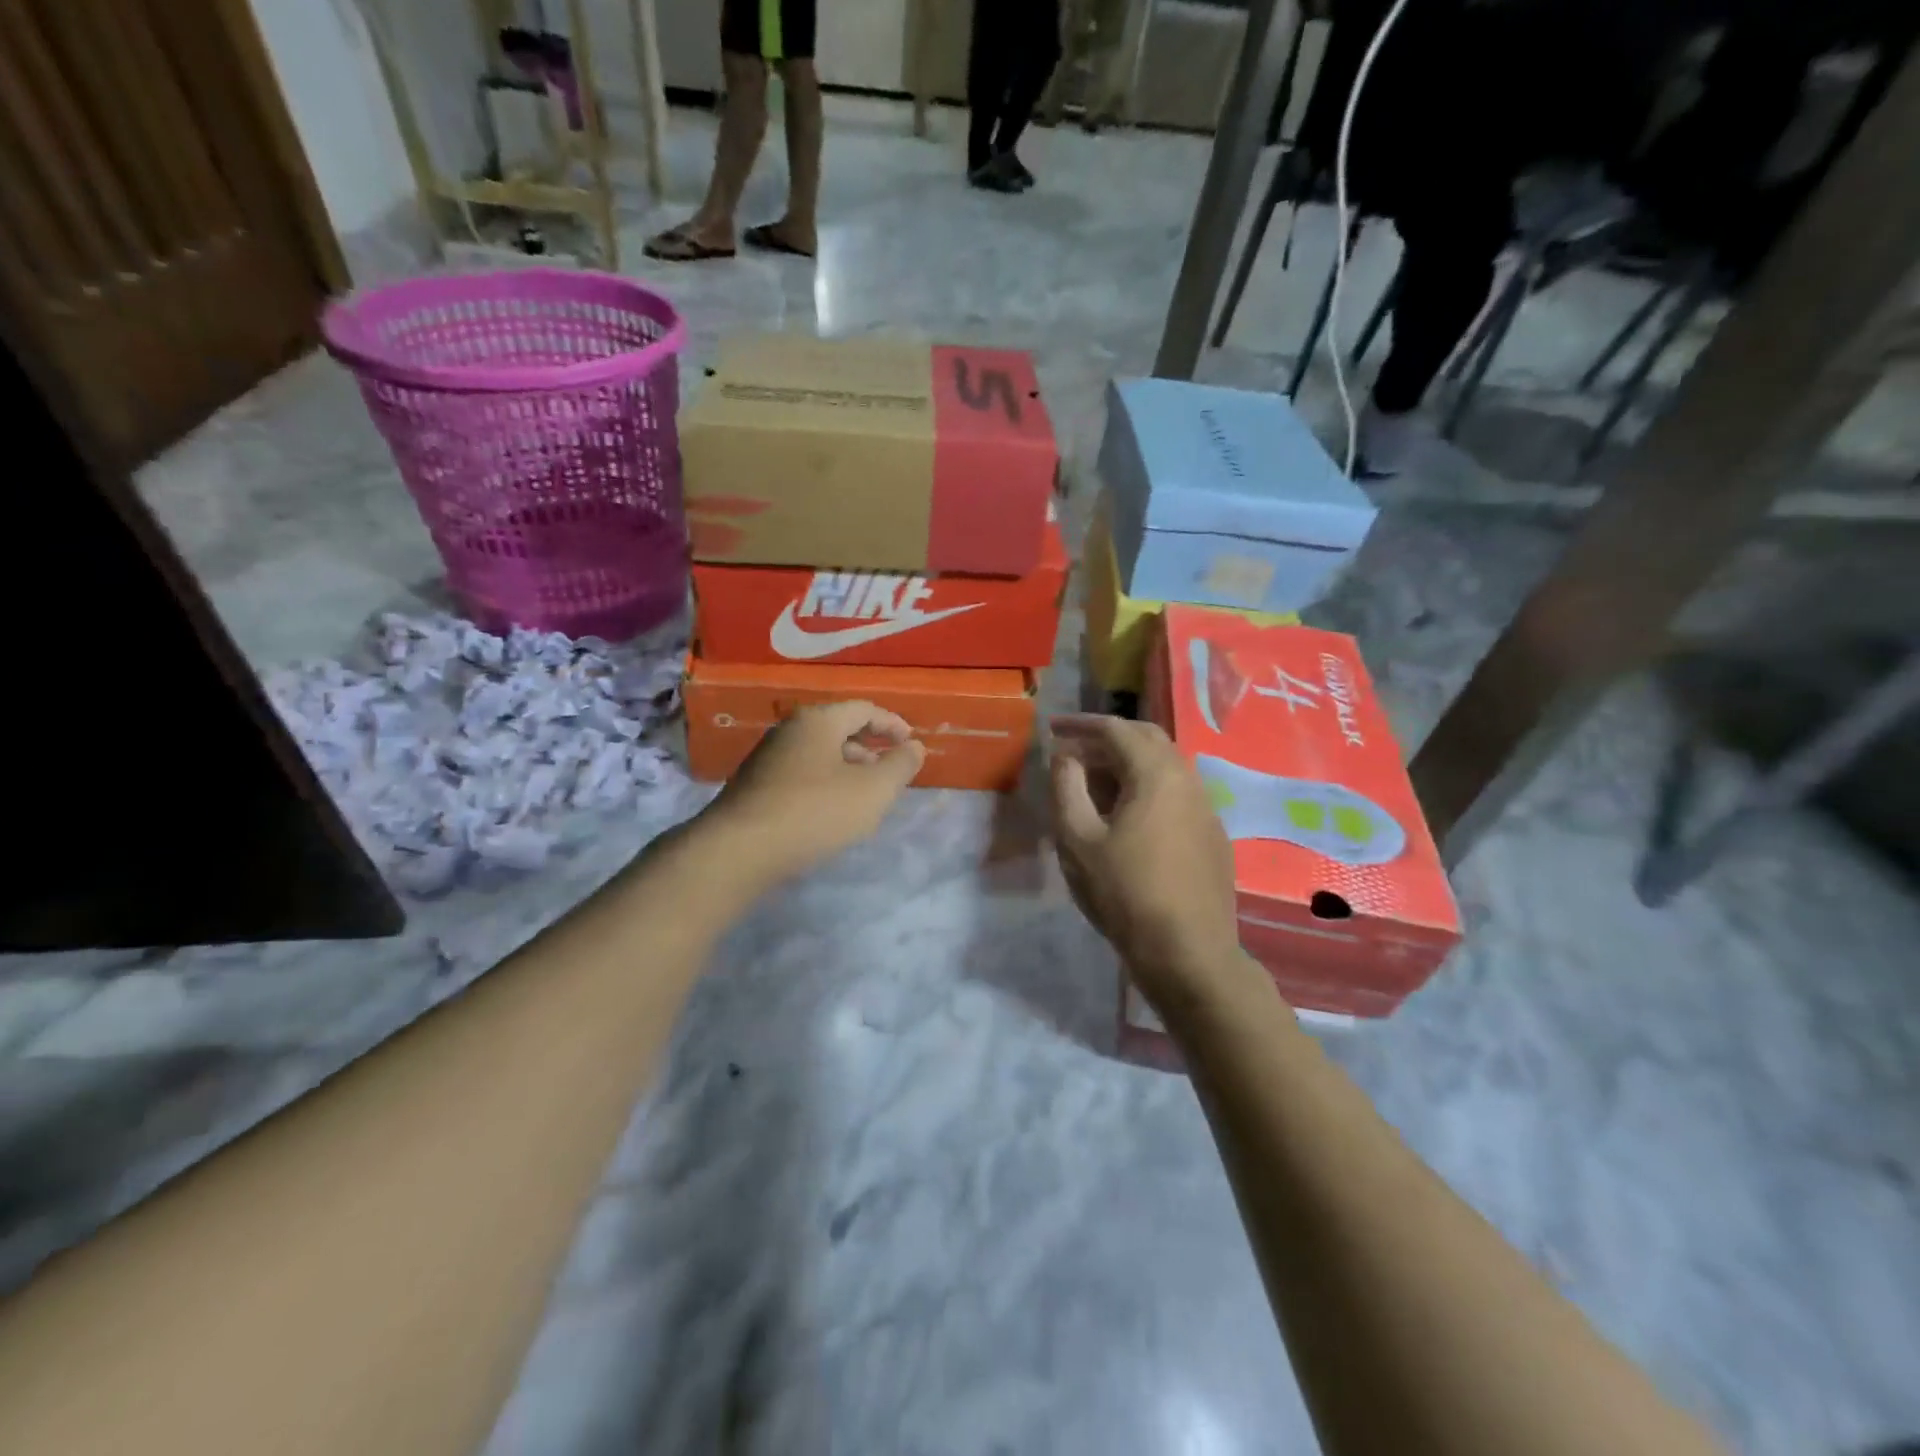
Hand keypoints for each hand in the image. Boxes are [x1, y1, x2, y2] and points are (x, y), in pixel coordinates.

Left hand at [702, 701, 925, 890]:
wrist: (739, 850)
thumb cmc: (815, 812)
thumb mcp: (873, 790)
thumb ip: (900, 765)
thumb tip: (914, 747)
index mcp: (818, 720)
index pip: (864, 709)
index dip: (893, 724)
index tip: (911, 744)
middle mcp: (790, 730)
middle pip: (839, 729)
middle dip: (870, 747)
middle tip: (890, 772)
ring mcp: (767, 757)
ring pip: (819, 754)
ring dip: (847, 768)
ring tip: (865, 796)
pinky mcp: (755, 785)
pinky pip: (801, 774)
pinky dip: (825, 784)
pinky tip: (831, 812)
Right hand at [1049, 715, 1243, 1004]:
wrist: (1188, 953)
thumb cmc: (1125, 894)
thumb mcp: (1078, 840)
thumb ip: (1067, 787)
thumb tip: (1065, 755)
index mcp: (1157, 774)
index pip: (1117, 729)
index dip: (1081, 724)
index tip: (1052, 728)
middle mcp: (1189, 780)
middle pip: (1148, 739)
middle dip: (1108, 738)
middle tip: (1074, 752)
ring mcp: (1207, 808)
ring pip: (1166, 767)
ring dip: (1129, 763)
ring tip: (1096, 784)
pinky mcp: (1213, 835)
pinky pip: (1178, 793)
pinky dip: (1148, 788)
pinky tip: (1129, 816)